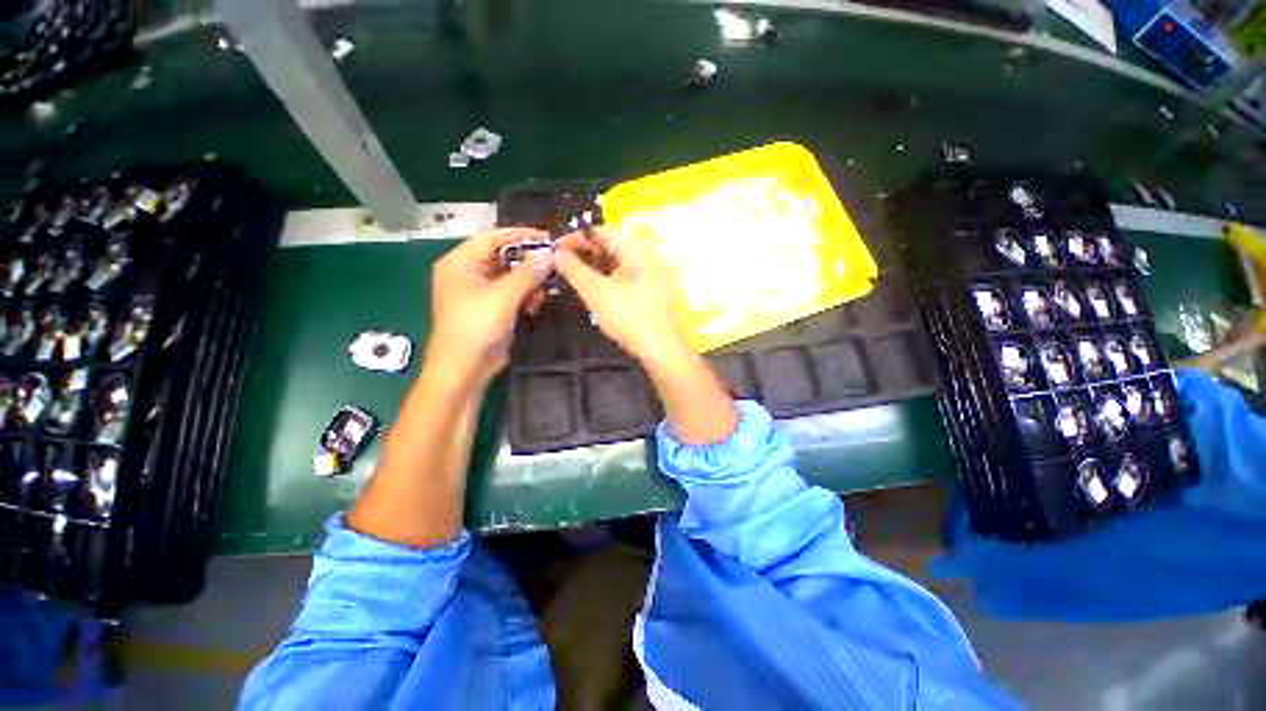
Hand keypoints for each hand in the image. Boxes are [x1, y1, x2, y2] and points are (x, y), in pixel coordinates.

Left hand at [429, 228, 552, 382]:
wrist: (464, 368)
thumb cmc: (476, 327)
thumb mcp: (503, 297)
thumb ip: (527, 274)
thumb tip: (550, 255)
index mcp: (461, 262)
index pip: (493, 238)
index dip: (521, 236)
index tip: (549, 238)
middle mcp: (469, 272)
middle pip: (504, 257)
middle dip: (529, 263)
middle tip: (553, 267)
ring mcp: (480, 291)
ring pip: (512, 276)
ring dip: (530, 282)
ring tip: (543, 293)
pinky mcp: (492, 307)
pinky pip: (513, 293)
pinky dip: (526, 295)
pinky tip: (535, 305)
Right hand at [556, 225, 686, 362]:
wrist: (659, 347)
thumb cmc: (628, 316)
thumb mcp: (595, 291)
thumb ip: (573, 269)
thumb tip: (556, 252)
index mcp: (636, 248)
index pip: (602, 231)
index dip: (576, 238)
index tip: (555, 249)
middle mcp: (647, 255)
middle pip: (610, 245)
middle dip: (584, 253)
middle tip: (561, 264)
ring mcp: (651, 273)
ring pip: (617, 261)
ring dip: (594, 266)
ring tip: (572, 276)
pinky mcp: (650, 289)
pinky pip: (625, 275)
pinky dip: (607, 277)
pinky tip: (593, 287)